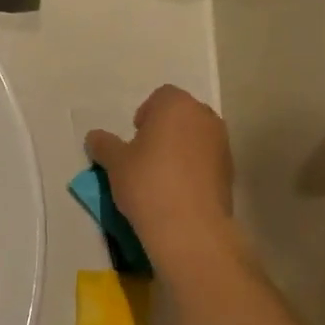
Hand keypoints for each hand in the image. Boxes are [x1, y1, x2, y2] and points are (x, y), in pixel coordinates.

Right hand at [85, 86, 234, 258]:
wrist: (190, 228)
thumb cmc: (148, 183)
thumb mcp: (115, 163)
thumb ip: (104, 145)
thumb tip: (95, 137)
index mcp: (177, 105)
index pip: (161, 97)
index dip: (145, 115)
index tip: (134, 140)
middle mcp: (204, 117)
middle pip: (182, 115)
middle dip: (165, 130)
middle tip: (146, 156)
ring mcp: (222, 145)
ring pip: (196, 138)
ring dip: (181, 149)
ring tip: (162, 177)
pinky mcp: (230, 172)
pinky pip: (207, 161)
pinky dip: (194, 169)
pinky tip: (179, 192)